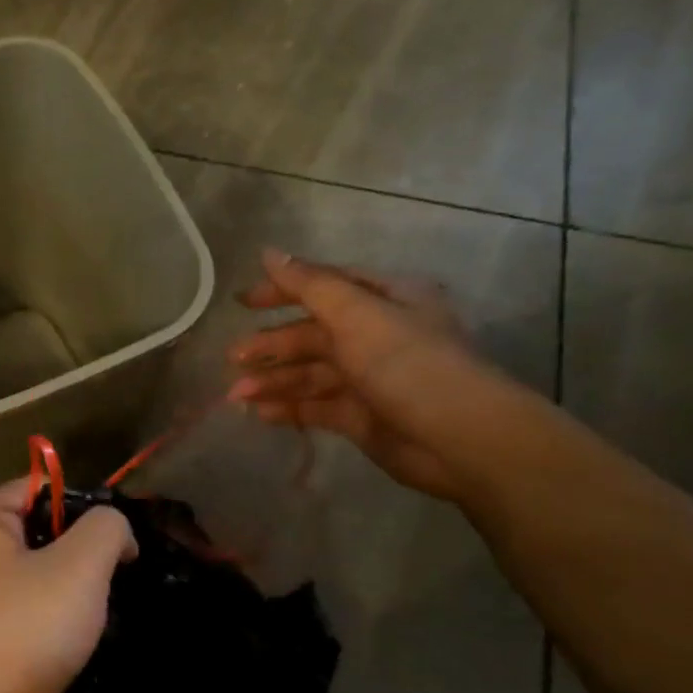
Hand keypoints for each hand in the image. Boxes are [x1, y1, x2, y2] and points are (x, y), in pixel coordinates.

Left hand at [0, 479, 136, 692]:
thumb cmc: (15, 630)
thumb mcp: (78, 567)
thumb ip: (106, 530)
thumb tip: (115, 530)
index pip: (43, 487)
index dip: (88, 508)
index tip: (124, 546)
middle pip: (40, 538)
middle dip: (81, 562)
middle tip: (115, 590)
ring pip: (33, 587)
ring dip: (67, 606)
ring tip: (97, 629)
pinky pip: (19, 627)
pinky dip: (45, 640)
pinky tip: (68, 662)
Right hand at [228, 249, 483, 498]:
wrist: (459, 439)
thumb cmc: (407, 363)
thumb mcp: (356, 314)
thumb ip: (309, 285)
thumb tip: (269, 253)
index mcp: (386, 300)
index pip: (325, 287)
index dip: (282, 291)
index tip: (242, 303)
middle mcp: (377, 335)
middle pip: (312, 334)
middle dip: (271, 345)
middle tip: (233, 357)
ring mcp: (369, 378)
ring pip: (309, 373)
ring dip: (272, 380)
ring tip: (236, 394)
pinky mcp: (361, 416)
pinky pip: (315, 406)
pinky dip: (286, 408)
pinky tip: (257, 413)